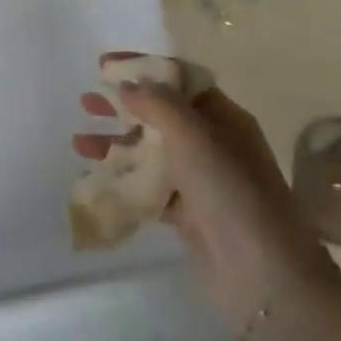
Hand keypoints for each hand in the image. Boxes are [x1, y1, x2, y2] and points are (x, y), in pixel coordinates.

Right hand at [75, 67, 334, 326]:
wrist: (263, 276)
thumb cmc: (231, 192)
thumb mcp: (195, 136)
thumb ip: (158, 104)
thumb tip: (128, 84)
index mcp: (224, 118)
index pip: (179, 81)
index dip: (143, 69)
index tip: (104, 65)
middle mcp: (213, 144)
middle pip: (161, 114)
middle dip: (123, 105)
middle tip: (86, 100)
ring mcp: (200, 181)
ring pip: (151, 152)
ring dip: (116, 143)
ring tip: (78, 141)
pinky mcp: (187, 215)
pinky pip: (149, 187)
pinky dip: (123, 179)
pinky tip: (96, 178)